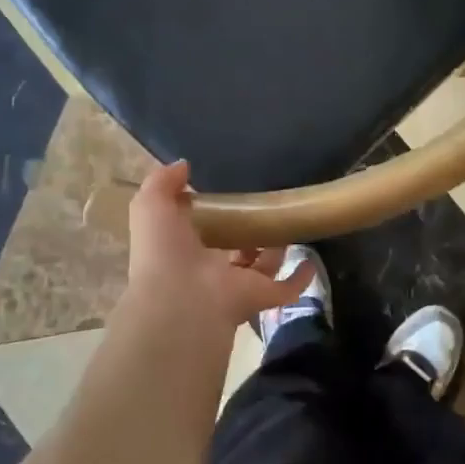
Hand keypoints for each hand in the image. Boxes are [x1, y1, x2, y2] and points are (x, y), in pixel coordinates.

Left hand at [125, 160, 309, 328]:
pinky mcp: (263, 295)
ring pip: (262, 267)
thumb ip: (162, 182)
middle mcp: (213, 270)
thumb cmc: (164, 251)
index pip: (202, 233)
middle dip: (247, 234)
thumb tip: (184, 165)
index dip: (212, 216)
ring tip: (290, 224)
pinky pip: (287, 288)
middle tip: (263, 209)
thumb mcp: (152, 206)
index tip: (226, 196)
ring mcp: (240, 285)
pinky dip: (300, 278)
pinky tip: (311, 260)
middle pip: (235, 250)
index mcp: (185, 251)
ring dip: (275, 250)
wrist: (181, 298)